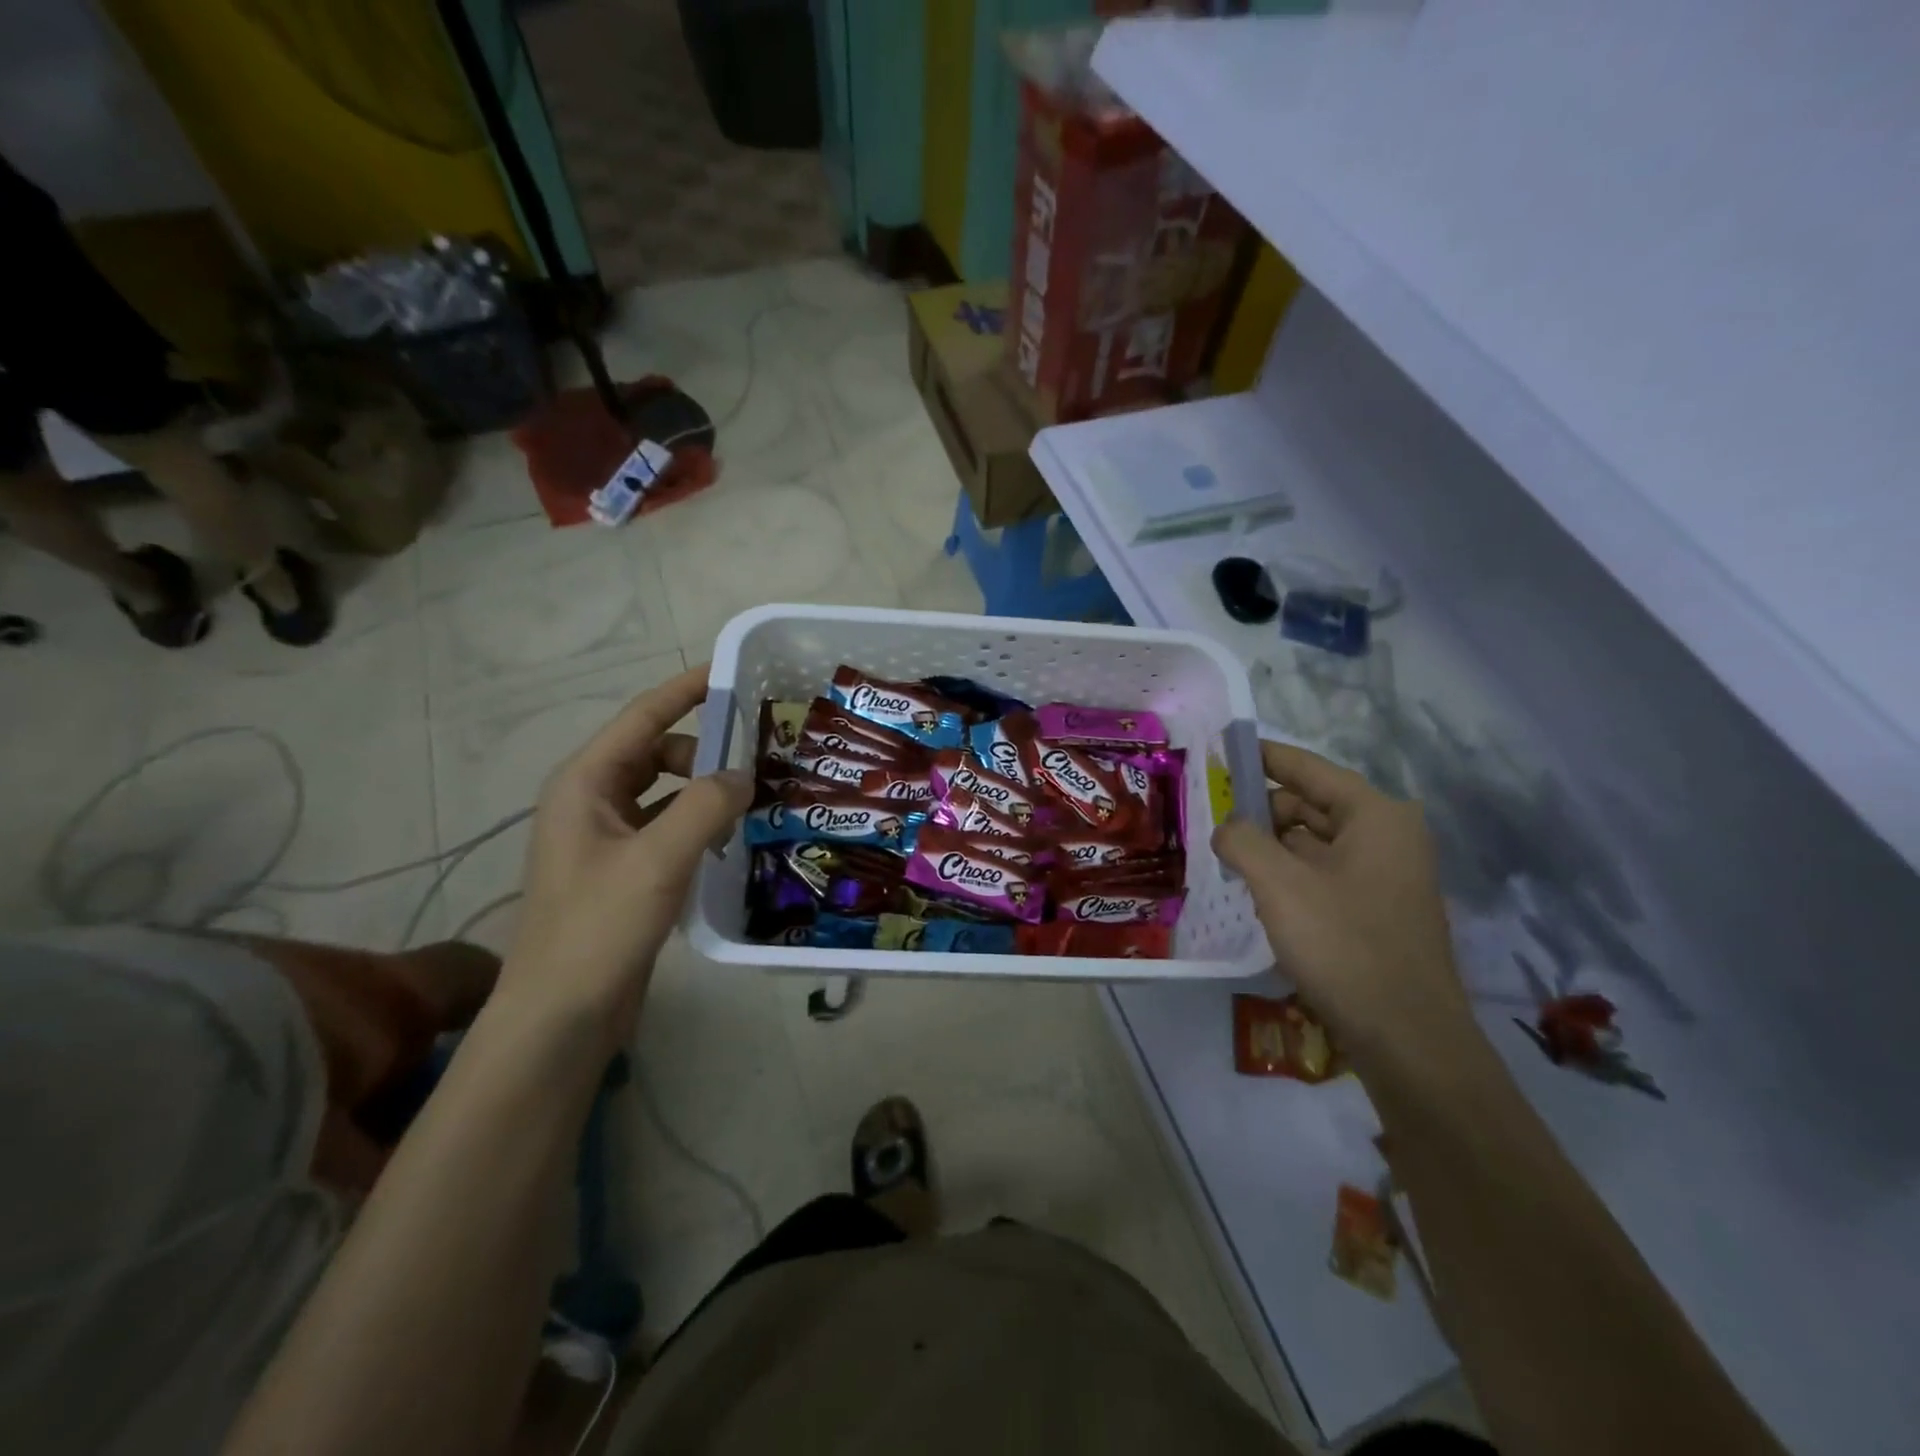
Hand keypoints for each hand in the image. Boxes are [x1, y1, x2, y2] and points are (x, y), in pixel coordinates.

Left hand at [501, 665, 751, 1038]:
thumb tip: (745, 775)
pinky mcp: (626, 871)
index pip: (643, 717)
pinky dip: (700, 823)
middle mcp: (592, 801)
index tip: (733, 671)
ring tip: (758, 796)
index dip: (687, 689)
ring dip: (706, 789)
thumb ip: (706, 806)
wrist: (561, 1016)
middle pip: (658, 752)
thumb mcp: (658, 859)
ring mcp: (608, 838)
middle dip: (706, 749)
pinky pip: (669, 827)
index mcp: (585, 783)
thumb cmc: (598, 928)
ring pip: (667, 792)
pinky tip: (736, 837)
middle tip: (762, 755)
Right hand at [1211, 741, 1477, 1077]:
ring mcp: (1386, 876)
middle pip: (1311, 804)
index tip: (1225, 750)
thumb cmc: (1344, 945)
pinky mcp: (1377, 910)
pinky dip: (1289, 873)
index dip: (1264, 757)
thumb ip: (1243, 840)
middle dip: (1262, 809)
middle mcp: (1388, 836)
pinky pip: (1324, 873)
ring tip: (1226, 854)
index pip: (1309, 768)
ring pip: (1315, 841)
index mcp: (1376, 816)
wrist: (1407, 1038)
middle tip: (1213, 817)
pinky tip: (1255, 888)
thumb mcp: (1279, 884)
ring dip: (1272, 845)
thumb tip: (1227, 826)